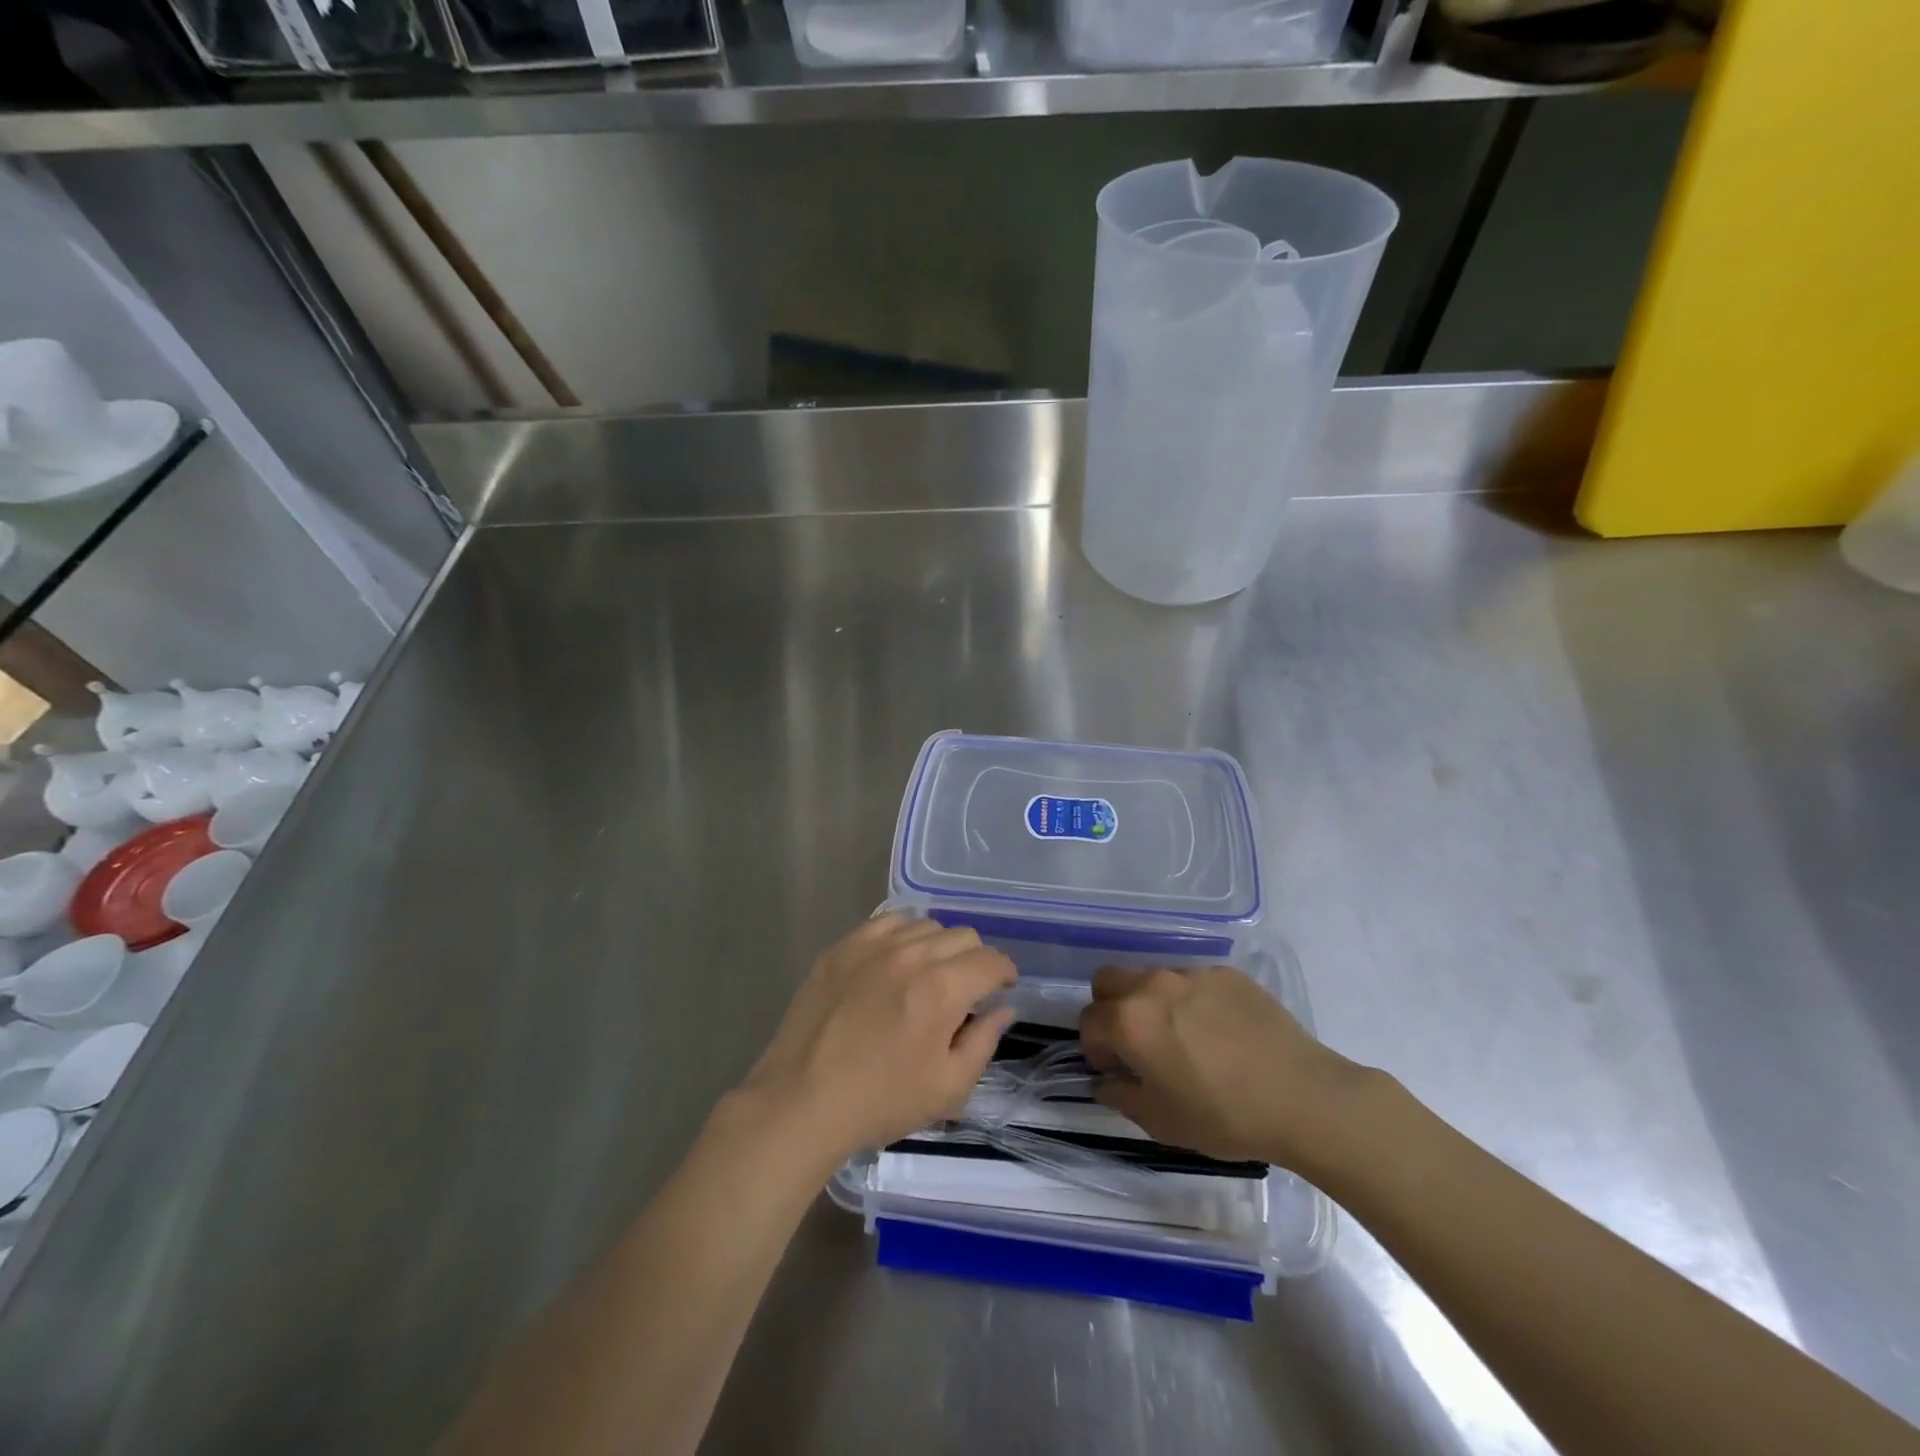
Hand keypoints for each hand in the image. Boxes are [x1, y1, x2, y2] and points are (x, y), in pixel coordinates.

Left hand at [737, 915, 1016, 1168]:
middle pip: (962, 935)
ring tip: (927, 975)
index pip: (991, 960)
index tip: (1000, 990)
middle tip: (963, 991)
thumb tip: (1002, 1009)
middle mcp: (911, 954)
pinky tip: (895, 961)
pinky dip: (902, 935)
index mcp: (943, 989)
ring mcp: (873, 945)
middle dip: (974, 960)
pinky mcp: (842, 946)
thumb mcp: (948, 1088)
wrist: (802, 1100)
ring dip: (938, 947)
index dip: (1004, 973)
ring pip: (925, 925)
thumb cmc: (881, 1100)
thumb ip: (984, 1042)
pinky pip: (887, 922)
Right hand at [1078, 965, 1377, 1172]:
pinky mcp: (1226, 974)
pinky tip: (1220, 1032)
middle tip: (1136, 1043)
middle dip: (1110, 1009)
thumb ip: (1121, 1096)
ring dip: (1151, 1002)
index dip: (1095, 1048)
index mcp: (1130, 1021)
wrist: (1302, 1097)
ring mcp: (1192, 974)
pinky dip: (1192, 1001)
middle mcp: (1153, 986)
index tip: (1115, 1069)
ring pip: (1151, 978)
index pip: (1089, 1020)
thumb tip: (1107, 1081)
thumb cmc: (1224, 1116)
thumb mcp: (1161, 1121)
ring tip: (1184, 1038)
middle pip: (1108, 981)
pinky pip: (1193, 981)